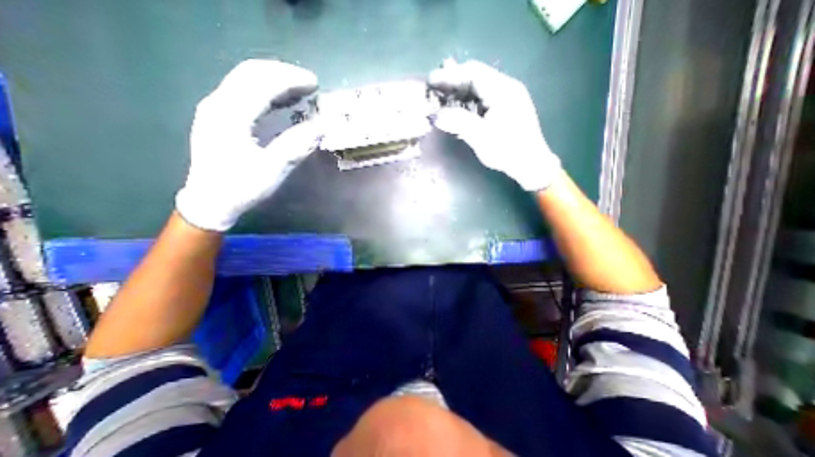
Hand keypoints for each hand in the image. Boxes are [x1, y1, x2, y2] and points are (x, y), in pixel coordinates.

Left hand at [178, 59, 322, 231]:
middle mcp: (218, 104)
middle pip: (251, 73)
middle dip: (283, 74)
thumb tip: (322, 127)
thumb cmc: (241, 187)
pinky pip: (244, 94)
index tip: (315, 84)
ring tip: (301, 91)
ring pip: (246, 81)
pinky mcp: (219, 117)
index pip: (261, 83)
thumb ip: (296, 145)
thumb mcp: (273, 169)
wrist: (210, 201)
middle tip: (310, 84)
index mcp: (230, 115)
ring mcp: (216, 109)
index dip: (290, 79)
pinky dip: (266, 92)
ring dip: (275, 81)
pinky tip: (283, 102)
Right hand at [428, 59, 561, 189]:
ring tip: (442, 101)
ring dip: (459, 93)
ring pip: (478, 88)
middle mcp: (506, 88)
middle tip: (433, 91)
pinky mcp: (505, 108)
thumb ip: (458, 123)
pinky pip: (482, 99)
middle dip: (453, 83)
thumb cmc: (507, 151)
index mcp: (502, 90)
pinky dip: (467, 102)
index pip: (472, 72)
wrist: (530, 164)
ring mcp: (507, 98)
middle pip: (475, 77)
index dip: (450, 75)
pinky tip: (458, 111)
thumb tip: (435, 115)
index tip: (431, 81)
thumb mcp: (481, 137)